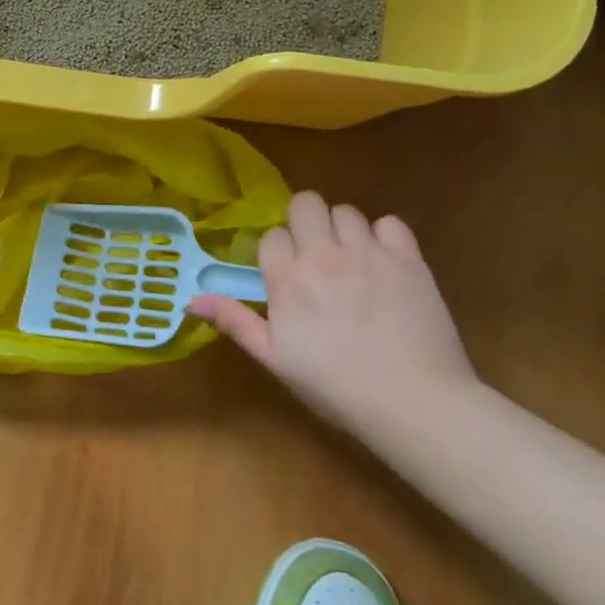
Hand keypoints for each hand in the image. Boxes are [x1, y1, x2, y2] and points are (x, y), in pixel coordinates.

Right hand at [187, 192, 475, 431]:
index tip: (284, 273)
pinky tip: (383, 262)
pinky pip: (390, 223)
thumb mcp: (275, 359)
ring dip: (342, 229)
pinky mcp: (409, 259)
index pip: (272, 235)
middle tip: (314, 252)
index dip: (276, 250)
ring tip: (349, 259)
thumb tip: (190, 301)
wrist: (414, 402)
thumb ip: (234, 322)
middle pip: (306, 203)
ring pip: (347, 211)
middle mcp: (325, 255)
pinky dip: (384, 236)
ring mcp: (369, 253)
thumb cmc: (335, 385)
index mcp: (288, 278)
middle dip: (304, 221)